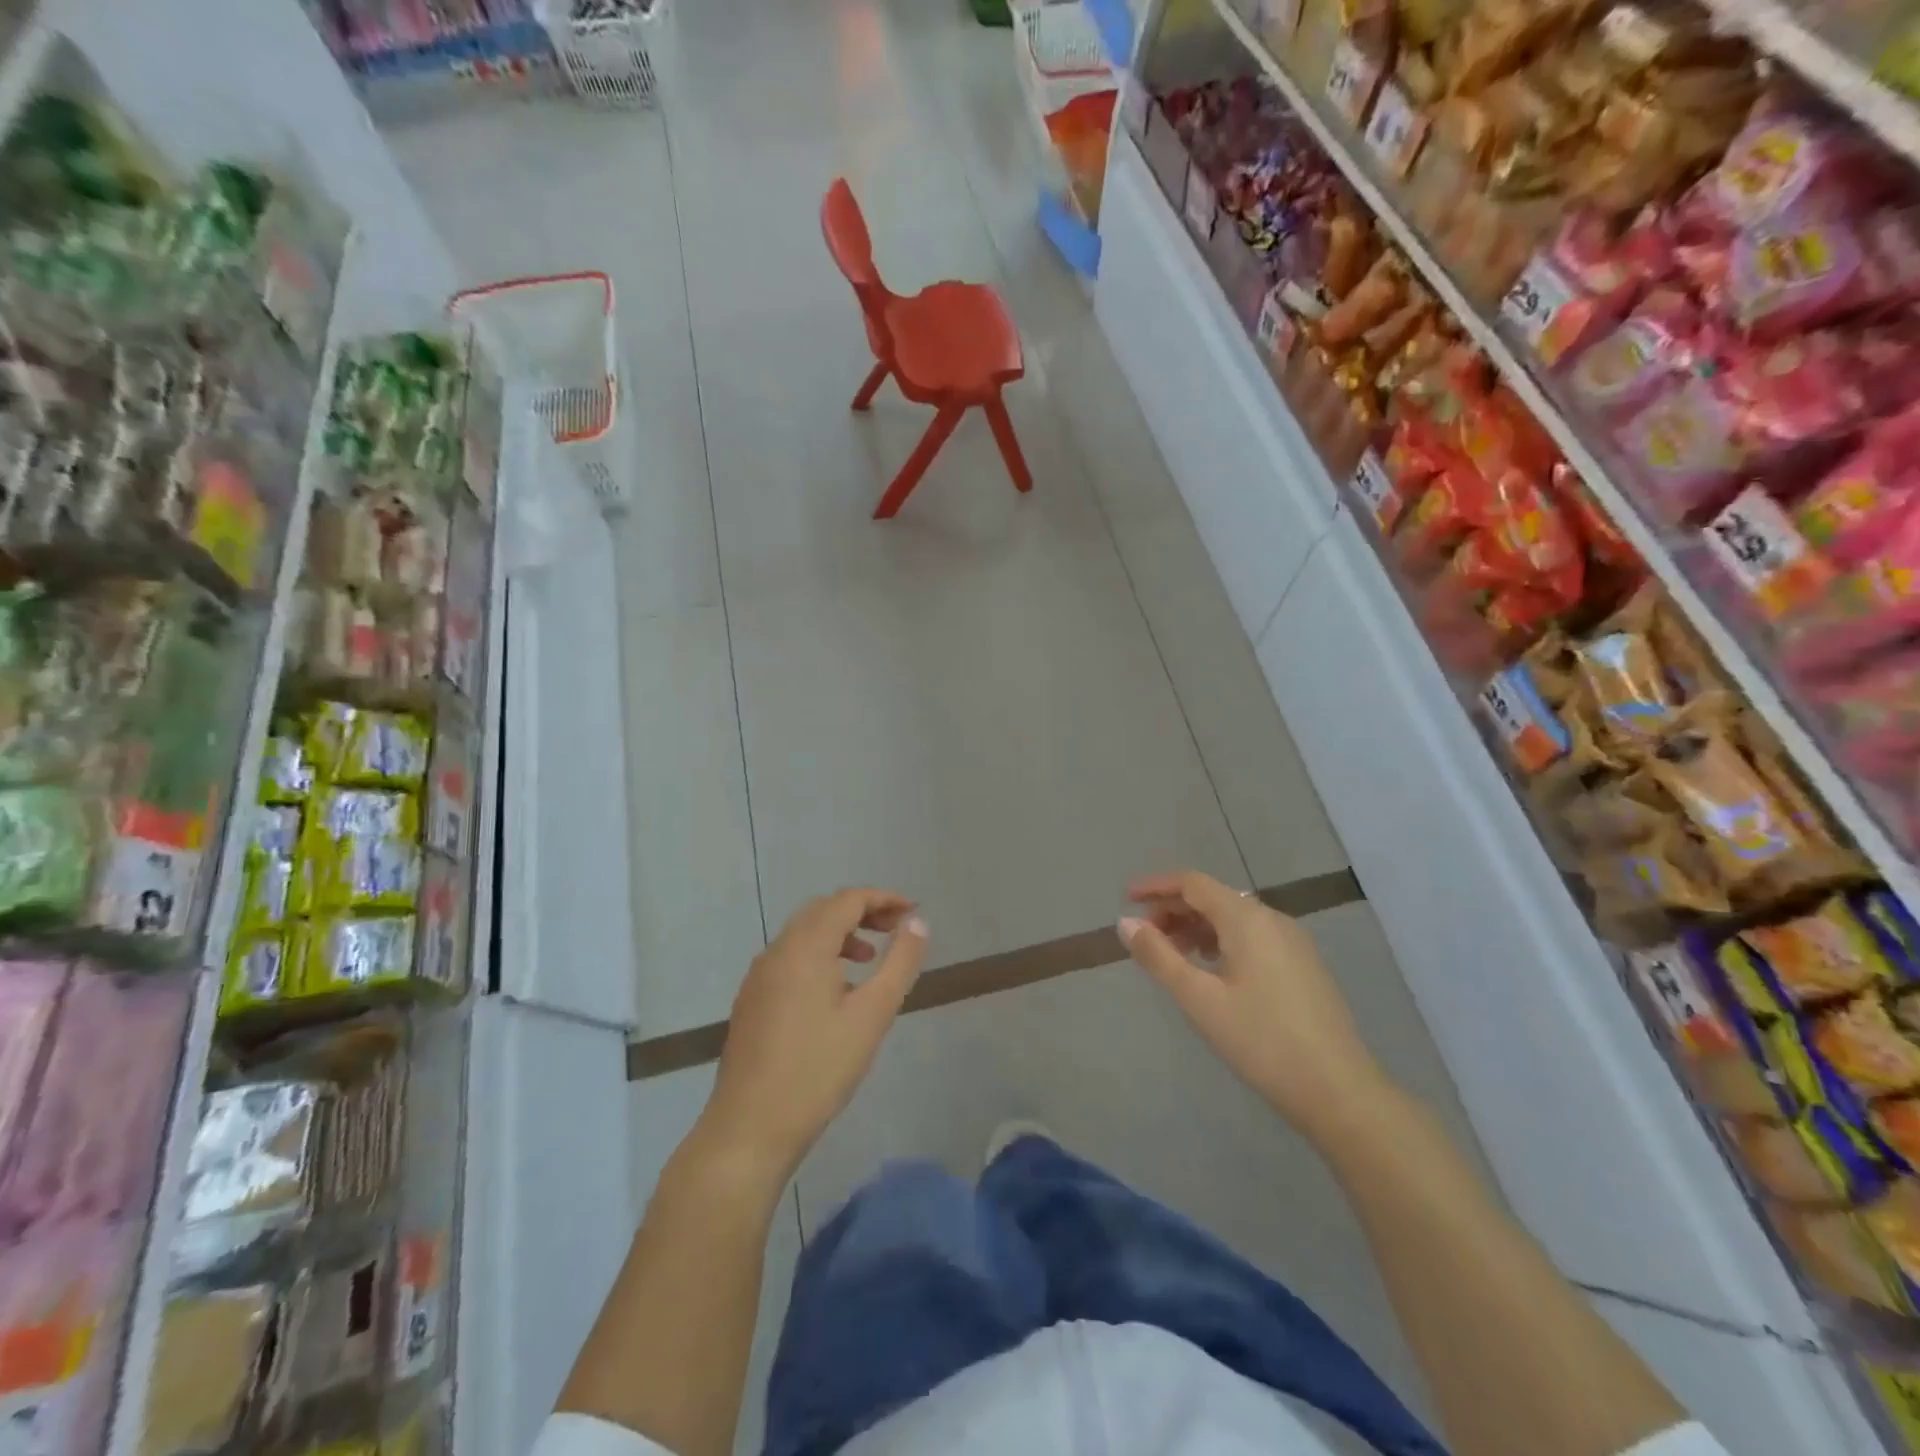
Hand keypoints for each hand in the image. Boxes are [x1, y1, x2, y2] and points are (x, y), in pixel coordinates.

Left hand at [703, 889, 928, 1182]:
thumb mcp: (872, 1015)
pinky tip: (835, 990)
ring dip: (840, 933)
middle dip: (862, 911)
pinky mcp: (751, 1000)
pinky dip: (819, 954)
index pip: (847, 900)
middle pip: (823, 910)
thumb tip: (917, 923)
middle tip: (896, 929)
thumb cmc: (818, 1069)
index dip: (882, 898)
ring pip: (803, 934)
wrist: (749, 1127)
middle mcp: (777, 951)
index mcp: (805, 947)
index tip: (913, 911)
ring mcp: (759, 976)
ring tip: (869, 958)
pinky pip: (789, 957)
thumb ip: (899, 963)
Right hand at [1121, 870, 1389, 1142]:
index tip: (1126, 898)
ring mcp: (1293, 942)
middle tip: (1144, 936)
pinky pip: (1253, 937)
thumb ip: (1159, 956)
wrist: (1340, 1091)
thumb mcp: (1199, 999)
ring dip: (1197, 927)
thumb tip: (1126, 923)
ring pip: (1234, 918)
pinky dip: (1222, 941)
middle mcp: (1272, 919)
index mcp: (1247, 919)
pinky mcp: (1303, 966)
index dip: (1156, 886)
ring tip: (1171, 954)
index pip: (1193, 883)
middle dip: (1174, 909)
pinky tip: (1210, 970)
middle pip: (1214, 898)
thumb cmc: (1261, 1040)